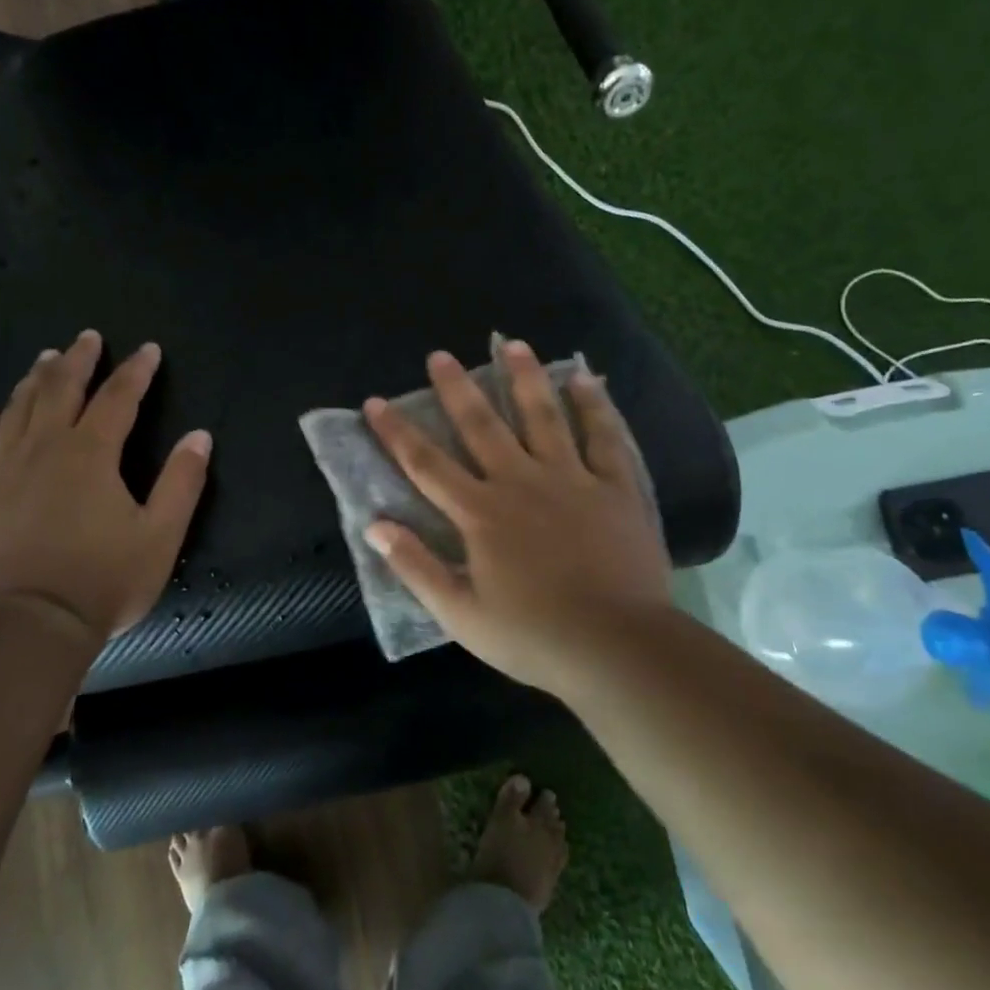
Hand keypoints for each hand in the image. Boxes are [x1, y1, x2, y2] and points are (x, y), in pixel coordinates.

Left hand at [0, 329, 212, 642]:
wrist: (29, 626)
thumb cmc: (103, 581)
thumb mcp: (161, 535)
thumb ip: (182, 482)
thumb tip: (200, 436)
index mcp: (92, 454)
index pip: (119, 398)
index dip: (136, 371)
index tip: (148, 350)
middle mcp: (45, 448)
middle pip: (61, 390)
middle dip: (78, 360)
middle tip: (88, 338)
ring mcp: (1, 470)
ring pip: (16, 410)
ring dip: (33, 380)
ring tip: (45, 360)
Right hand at [363, 341, 673, 694]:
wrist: (615, 646)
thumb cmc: (532, 635)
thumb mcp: (460, 613)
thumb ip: (415, 566)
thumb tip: (374, 525)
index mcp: (480, 513)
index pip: (426, 464)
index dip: (397, 432)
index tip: (375, 402)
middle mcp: (520, 482)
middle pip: (482, 426)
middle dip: (456, 389)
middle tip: (440, 355)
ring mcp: (571, 479)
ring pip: (543, 417)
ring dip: (524, 379)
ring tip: (512, 344)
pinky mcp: (615, 487)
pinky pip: (604, 437)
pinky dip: (594, 406)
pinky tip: (586, 379)